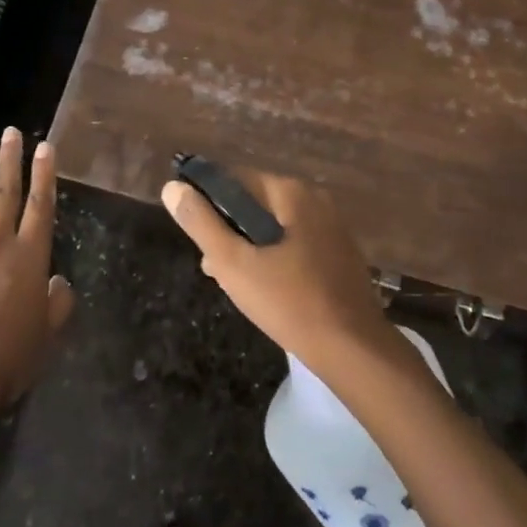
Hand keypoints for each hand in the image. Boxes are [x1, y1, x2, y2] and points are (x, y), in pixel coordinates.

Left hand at [0, 128, 74, 417]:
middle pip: (8, 194)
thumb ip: (57, 303)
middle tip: (14, 133)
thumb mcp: (47, 335)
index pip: (41, 205)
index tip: (46, 147)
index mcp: (31, 258)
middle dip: (13, 161)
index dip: (45, 174)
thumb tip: (59, 283)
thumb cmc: (8, 362)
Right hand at [162, 170, 397, 372]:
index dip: (209, 203)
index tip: (197, 238)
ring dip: (252, 248)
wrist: (352, 348)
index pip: (236, 179)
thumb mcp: (233, 263)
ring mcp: (332, 225)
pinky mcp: (340, 252)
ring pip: (276, 226)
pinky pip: (297, 243)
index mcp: (291, 191)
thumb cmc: (288, 301)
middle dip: (231, 231)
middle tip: (215, 268)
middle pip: (257, 203)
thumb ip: (201, 223)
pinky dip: (277, 258)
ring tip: (236, 284)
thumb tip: (173, 188)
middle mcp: (315, 198)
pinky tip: (270, 289)